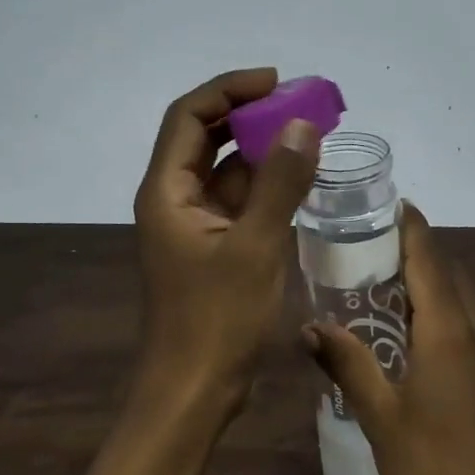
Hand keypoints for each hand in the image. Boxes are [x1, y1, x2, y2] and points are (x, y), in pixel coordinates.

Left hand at [132, 68, 320, 416]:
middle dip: (248, 114)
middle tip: (298, 103)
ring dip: (260, 147)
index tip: (276, 83)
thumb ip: (280, 183)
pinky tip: (299, 177)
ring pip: (224, 167)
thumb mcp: (255, 246)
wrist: (194, 391)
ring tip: (307, 132)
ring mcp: (193, 223)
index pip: (190, 116)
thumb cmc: (217, 320)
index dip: (229, 90)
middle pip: (204, 136)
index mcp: (167, 191)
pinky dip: (265, 183)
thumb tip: (302, 125)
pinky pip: (238, 198)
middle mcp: (173, 198)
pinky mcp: (212, 245)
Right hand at [302, 203, 474, 474]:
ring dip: (427, 280)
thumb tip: (308, 326)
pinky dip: (439, 309)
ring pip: (459, 297)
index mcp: (448, 330)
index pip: (429, 255)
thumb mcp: (381, 416)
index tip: (387, 200)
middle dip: (414, 248)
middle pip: (447, 270)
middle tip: (367, 240)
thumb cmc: (435, 469)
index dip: (410, 224)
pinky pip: (466, 323)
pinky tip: (410, 331)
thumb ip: (347, 364)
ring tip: (381, 279)